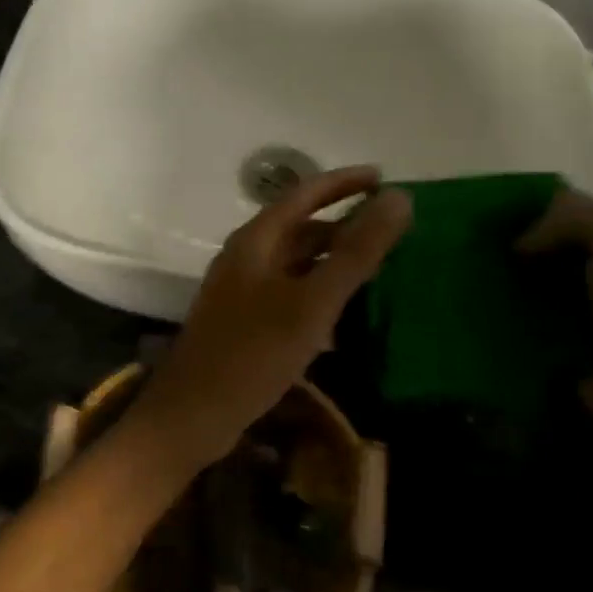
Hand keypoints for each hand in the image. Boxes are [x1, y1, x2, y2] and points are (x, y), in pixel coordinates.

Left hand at [137, 165, 412, 467]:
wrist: (193, 414)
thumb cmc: (253, 352)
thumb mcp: (312, 302)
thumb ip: (356, 252)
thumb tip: (399, 198)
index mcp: (256, 241)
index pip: (303, 194)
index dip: (343, 183)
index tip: (383, 177)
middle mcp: (246, 258)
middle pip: (300, 229)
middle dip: (344, 226)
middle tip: (390, 231)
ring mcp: (242, 291)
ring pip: (296, 265)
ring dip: (333, 263)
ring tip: (379, 270)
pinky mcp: (245, 323)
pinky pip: (290, 296)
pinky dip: (319, 296)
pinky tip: (346, 317)